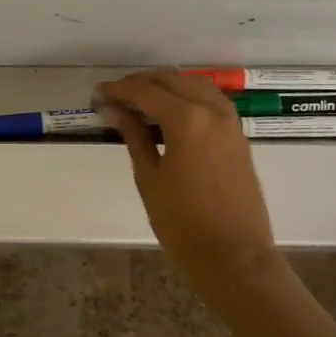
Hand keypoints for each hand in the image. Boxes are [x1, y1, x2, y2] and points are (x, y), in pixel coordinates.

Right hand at [97, 69, 277, 294]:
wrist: (235, 257)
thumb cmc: (182, 222)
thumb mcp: (149, 177)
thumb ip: (134, 136)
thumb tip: (114, 109)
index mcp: (187, 119)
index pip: (145, 90)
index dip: (118, 89)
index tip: (98, 94)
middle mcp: (212, 111)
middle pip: (172, 79)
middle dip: (141, 83)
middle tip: (115, 97)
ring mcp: (230, 122)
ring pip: (194, 85)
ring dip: (166, 86)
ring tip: (140, 103)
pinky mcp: (238, 136)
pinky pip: (210, 101)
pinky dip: (187, 98)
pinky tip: (169, 115)